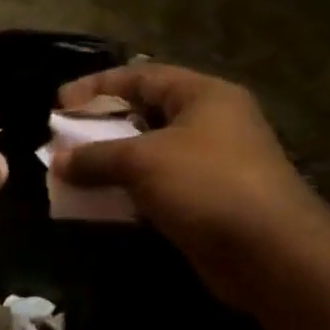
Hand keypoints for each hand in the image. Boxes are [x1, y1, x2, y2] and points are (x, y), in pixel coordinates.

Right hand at [57, 63, 329, 307]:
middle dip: (99, 127)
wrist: (271, 254)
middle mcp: (209, 124)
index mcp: (202, 97)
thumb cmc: (207, 185)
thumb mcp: (142, 160)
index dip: (97, 86)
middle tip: (62, 138)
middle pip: (143, 114)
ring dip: (108, 162)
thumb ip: (95, 156)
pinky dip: (124, 190)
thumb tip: (57, 161)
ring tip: (70, 171)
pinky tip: (97, 201)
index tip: (59, 103)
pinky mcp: (204, 201)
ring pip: (146, 154)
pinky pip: (154, 187)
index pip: (141, 76)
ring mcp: (209, 165)